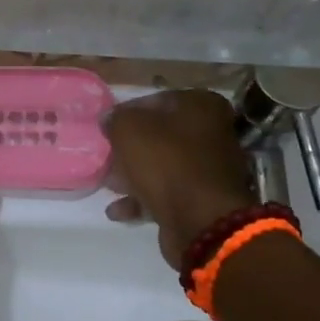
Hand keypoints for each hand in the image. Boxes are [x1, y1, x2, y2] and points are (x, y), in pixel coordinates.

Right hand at [104, 90, 255, 266]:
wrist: (201, 220)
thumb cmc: (166, 162)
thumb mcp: (129, 130)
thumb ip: (116, 119)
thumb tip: (110, 118)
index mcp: (202, 107)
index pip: (157, 100)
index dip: (128, 112)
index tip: (107, 127)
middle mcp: (212, 134)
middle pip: (160, 136)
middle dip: (130, 149)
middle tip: (106, 156)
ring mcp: (209, 170)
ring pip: (162, 166)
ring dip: (133, 176)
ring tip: (108, 185)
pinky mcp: (202, 201)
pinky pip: (167, 194)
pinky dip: (142, 200)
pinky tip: (117, 211)